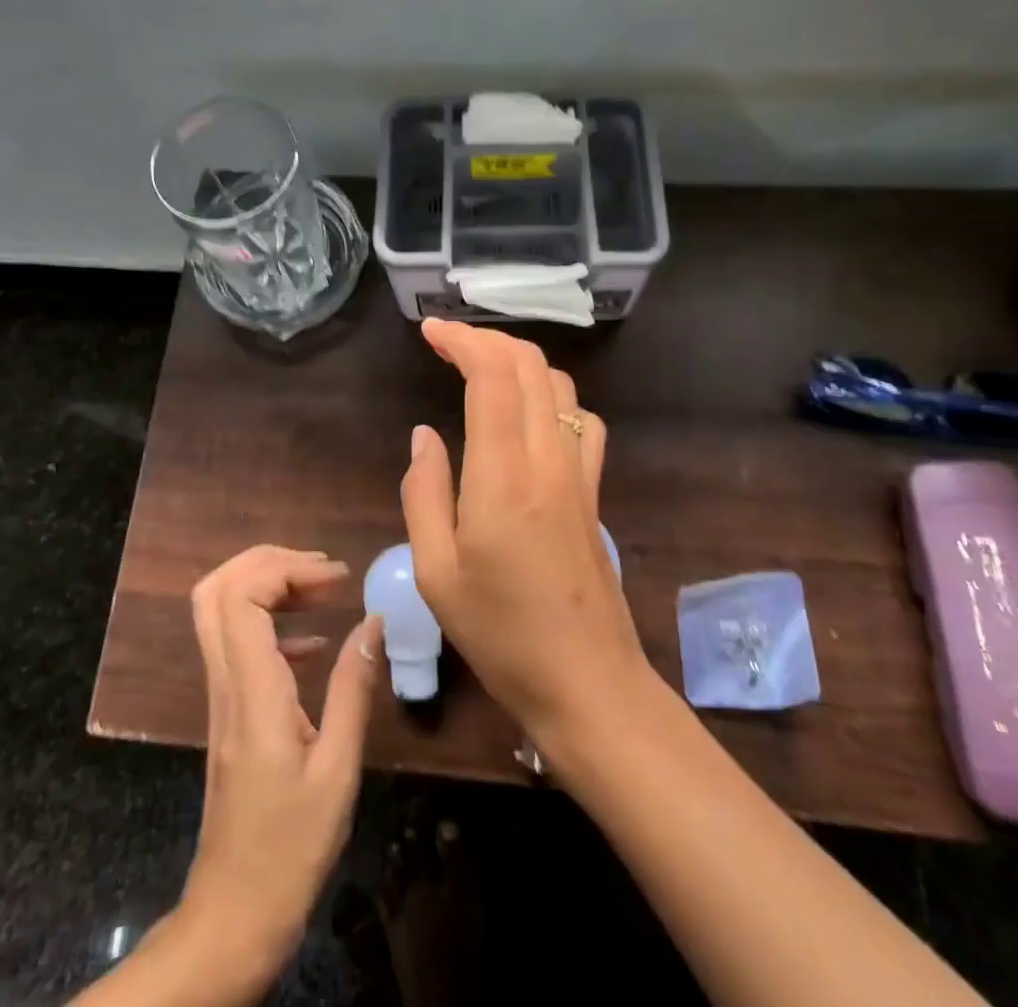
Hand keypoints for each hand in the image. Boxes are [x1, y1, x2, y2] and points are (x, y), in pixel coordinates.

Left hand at [179, 545, 380, 983]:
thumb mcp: (338, 769)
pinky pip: (236, 642)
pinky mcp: (228, 710)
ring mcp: (221, 695)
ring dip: (268, 585)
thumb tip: (373, 621)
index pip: (241, 597)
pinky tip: (314, 641)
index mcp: (252, 692)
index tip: (336, 578)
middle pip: (217, 590)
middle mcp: (226, 682)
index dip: (284, 569)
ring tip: (324, 590)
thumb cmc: (291, 848)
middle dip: (268, 561)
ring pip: (220, 611)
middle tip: (322, 570)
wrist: (234, 913)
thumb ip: (353, 689)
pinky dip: (271, 622)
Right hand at [399, 318, 648, 741]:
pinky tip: (530, 415)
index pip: (491, 377)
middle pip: (529, 367)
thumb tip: (424, 435)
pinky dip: (552, 396)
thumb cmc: (500, 635)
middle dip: (486, 340)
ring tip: (480, 367)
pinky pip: (581, 420)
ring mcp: (578, 473)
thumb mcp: (437, 573)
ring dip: (519, 362)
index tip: (430, 331)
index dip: (462, 341)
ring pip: (558, 386)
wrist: (588, 684)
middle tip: (446, 342)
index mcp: (502, 478)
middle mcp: (546, 460)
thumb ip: (424, 493)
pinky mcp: (593, 490)